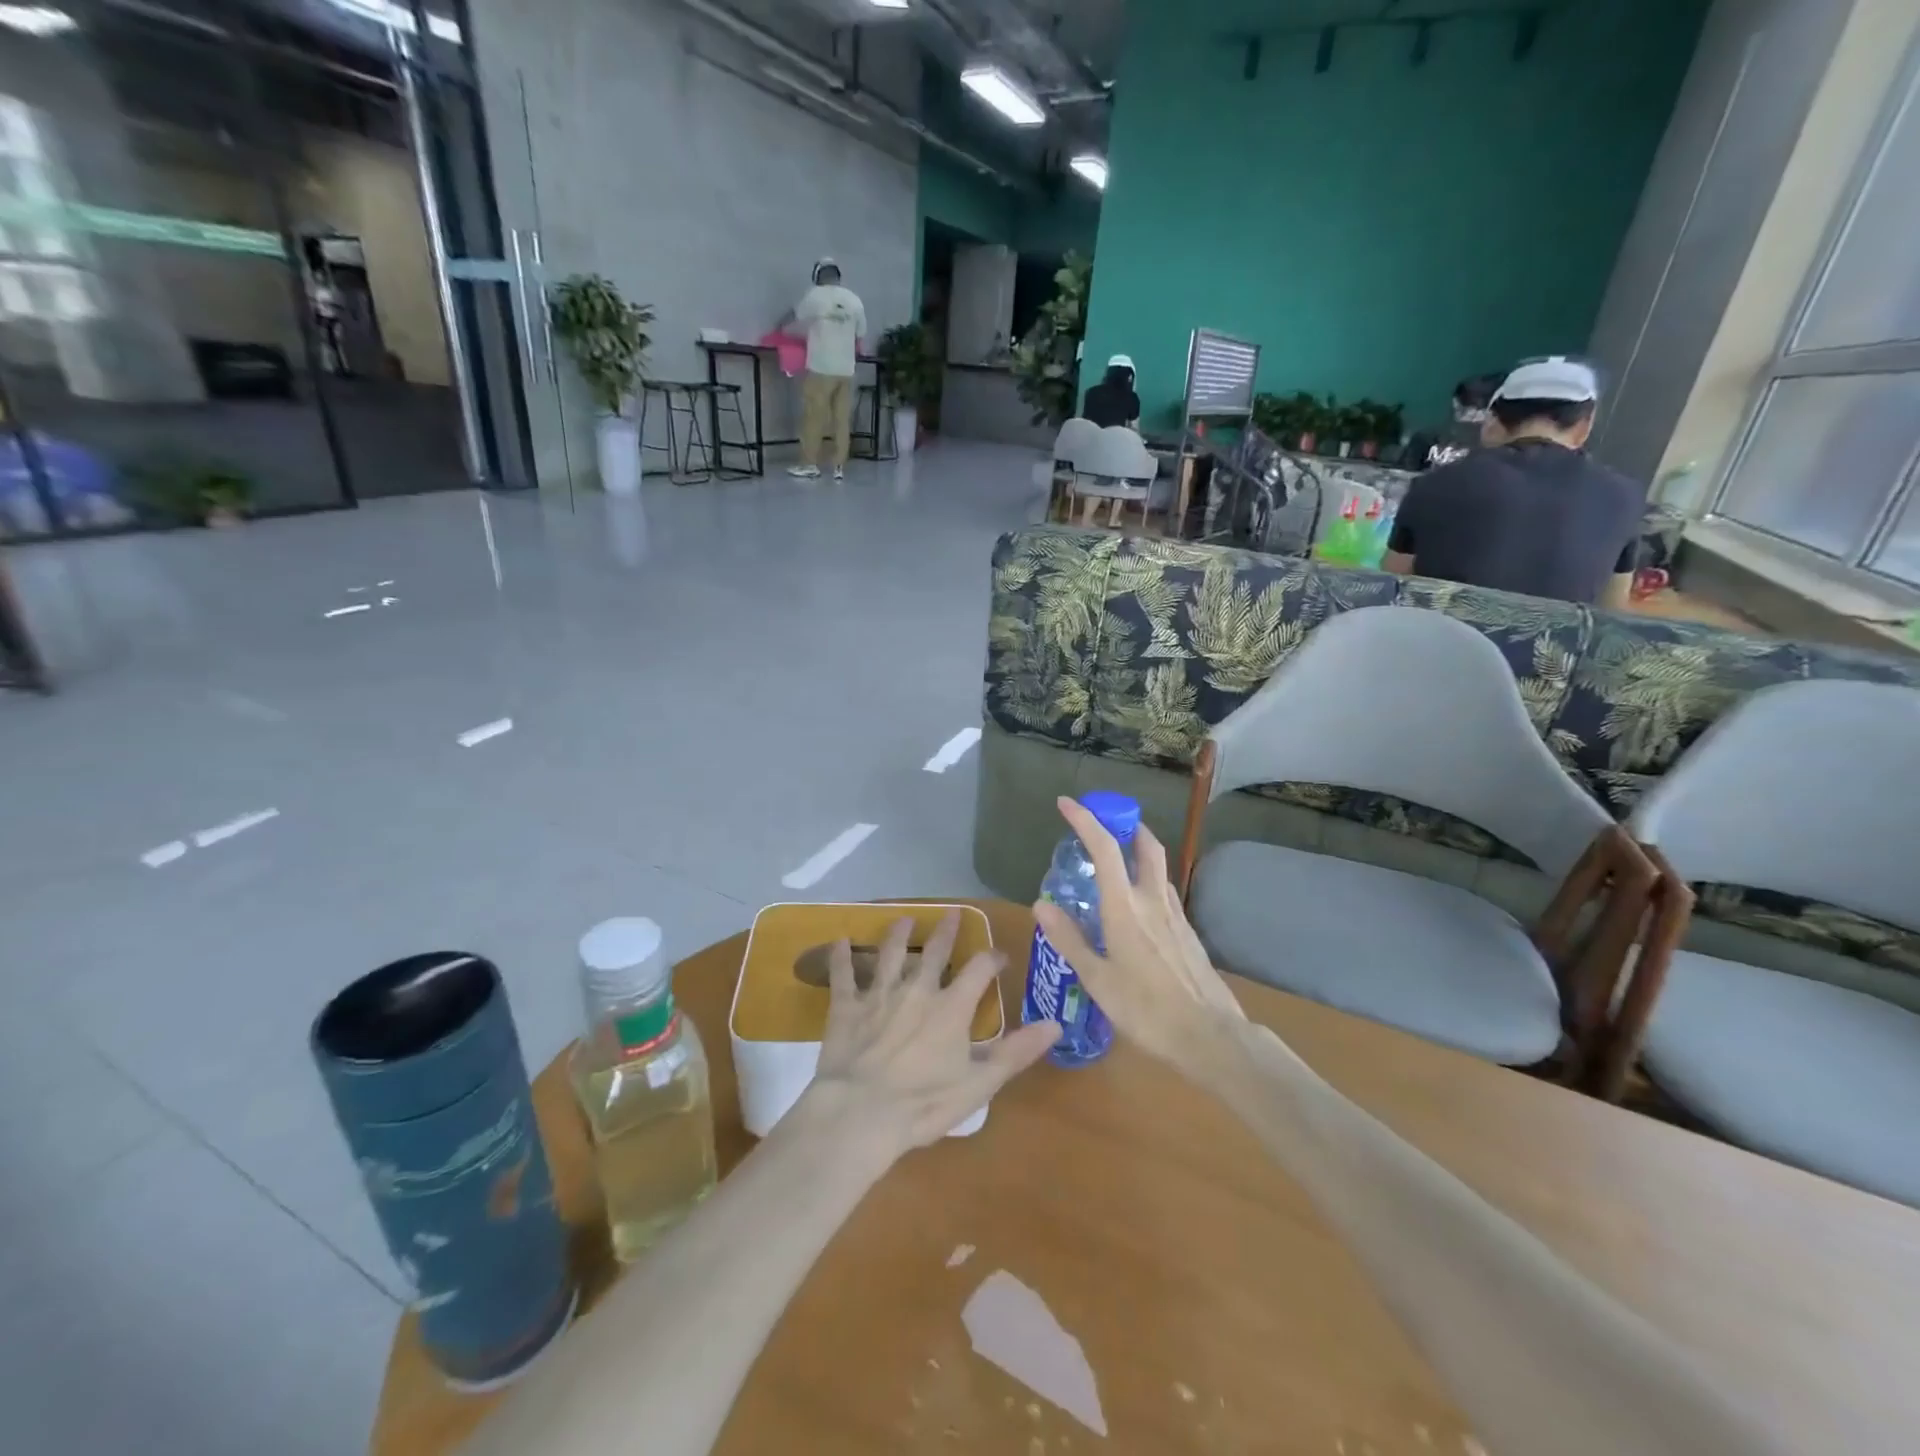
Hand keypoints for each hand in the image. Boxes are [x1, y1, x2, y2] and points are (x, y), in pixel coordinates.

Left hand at [808, 911, 1060, 1154]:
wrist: (860, 1113)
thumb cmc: (924, 1103)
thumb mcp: (980, 1083)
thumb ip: (1017, 1052)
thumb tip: (1056, 1024)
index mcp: (951, 1007)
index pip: (979, 970)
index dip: (991, 959)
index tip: (999, 956)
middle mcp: (917, 990)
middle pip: (934, 952)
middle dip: (945, 932)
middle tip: (951, 913)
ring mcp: (879, 995)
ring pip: (890, 955)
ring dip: (897, 935)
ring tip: (902, 919)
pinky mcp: (846, 1008)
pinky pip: (843, 976)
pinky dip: (840, 958)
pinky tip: (839, 941)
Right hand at [1032, 797, 1245, 1070]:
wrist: (1211, 1036)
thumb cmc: (1146, 1010)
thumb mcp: (1097, 980)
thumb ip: (1070, 939)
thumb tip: (1041, 904)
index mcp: (1125, 907)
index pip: (1105, 848)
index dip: (1085, 820)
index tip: (1066, 803)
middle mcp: (1153, 900)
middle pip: (1145, 845)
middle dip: (1125, 824)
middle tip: (1104, 822)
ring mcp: (1176, 915)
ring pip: (1158, 867)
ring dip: (1139, 849)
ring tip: (1117, 858)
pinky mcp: (1188, 933)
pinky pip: (1165, 892)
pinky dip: (1148, 880)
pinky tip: (1138, 904)